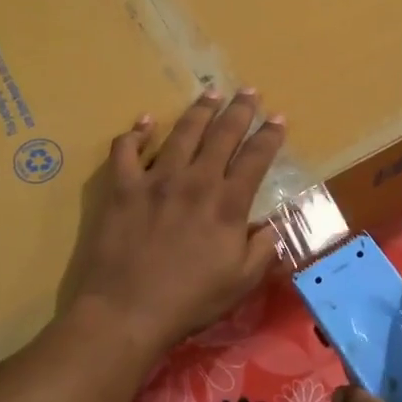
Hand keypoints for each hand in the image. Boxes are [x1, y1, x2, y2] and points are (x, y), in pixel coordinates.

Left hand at [65, 89, 286, 362]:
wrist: (127, 311)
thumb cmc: (190, 300)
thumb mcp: (241, 282)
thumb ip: (263, 249)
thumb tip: (272, 224)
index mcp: (227, 204)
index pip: (256, 158)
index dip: (270, 135)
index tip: (278, 117)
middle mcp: (195, 181)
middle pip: (222, 135)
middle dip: (239, 110)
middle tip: (249, 91)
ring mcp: (155, 180)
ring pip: (182, 133)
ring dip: (199, 110)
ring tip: (210, 93)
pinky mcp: (122, 188)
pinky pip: (126, 150)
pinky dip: (136, 133)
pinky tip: (145, 121)